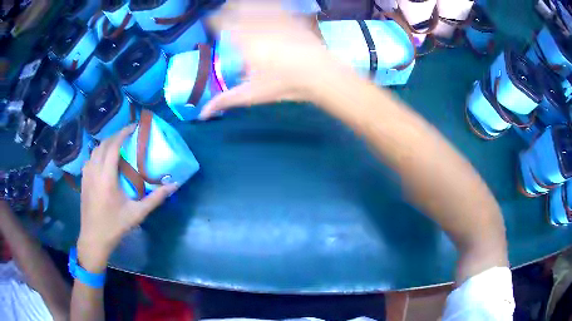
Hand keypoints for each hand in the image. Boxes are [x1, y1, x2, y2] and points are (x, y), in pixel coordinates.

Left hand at [78, 125, 177, 272]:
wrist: (94, 238)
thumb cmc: (115, 226)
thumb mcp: (137, 214)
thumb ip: (155, 199)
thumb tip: (174, 185)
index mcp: (106, 176)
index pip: (113, 145)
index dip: (123, 133)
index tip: (134, 127)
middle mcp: (94, 171)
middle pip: (103, 144)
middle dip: (116, 135)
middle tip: (129, 135)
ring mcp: (87, 175)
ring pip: (95, 150)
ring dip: (106, 143)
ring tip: (118, 145)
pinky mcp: (83, 180)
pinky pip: (90, 158)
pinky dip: (99, 153)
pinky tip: (104, 160)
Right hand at [199, 0, 349, 118]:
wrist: (321, 74)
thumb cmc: (285, 84)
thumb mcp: (252, 94)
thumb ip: (225, 100)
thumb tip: (202, 114)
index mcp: (243, 40)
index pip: (220, 22)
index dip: (214, 21)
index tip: (212, 23)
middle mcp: (257, 23)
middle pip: (236, 7)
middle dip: (228, 10)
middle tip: (226, 17)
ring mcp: (276, 17)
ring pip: (254, 4)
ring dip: (245, 6)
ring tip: (242, 11)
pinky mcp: (292, 16)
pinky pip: (275, 5)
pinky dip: (266, 5)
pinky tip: (265, 9)